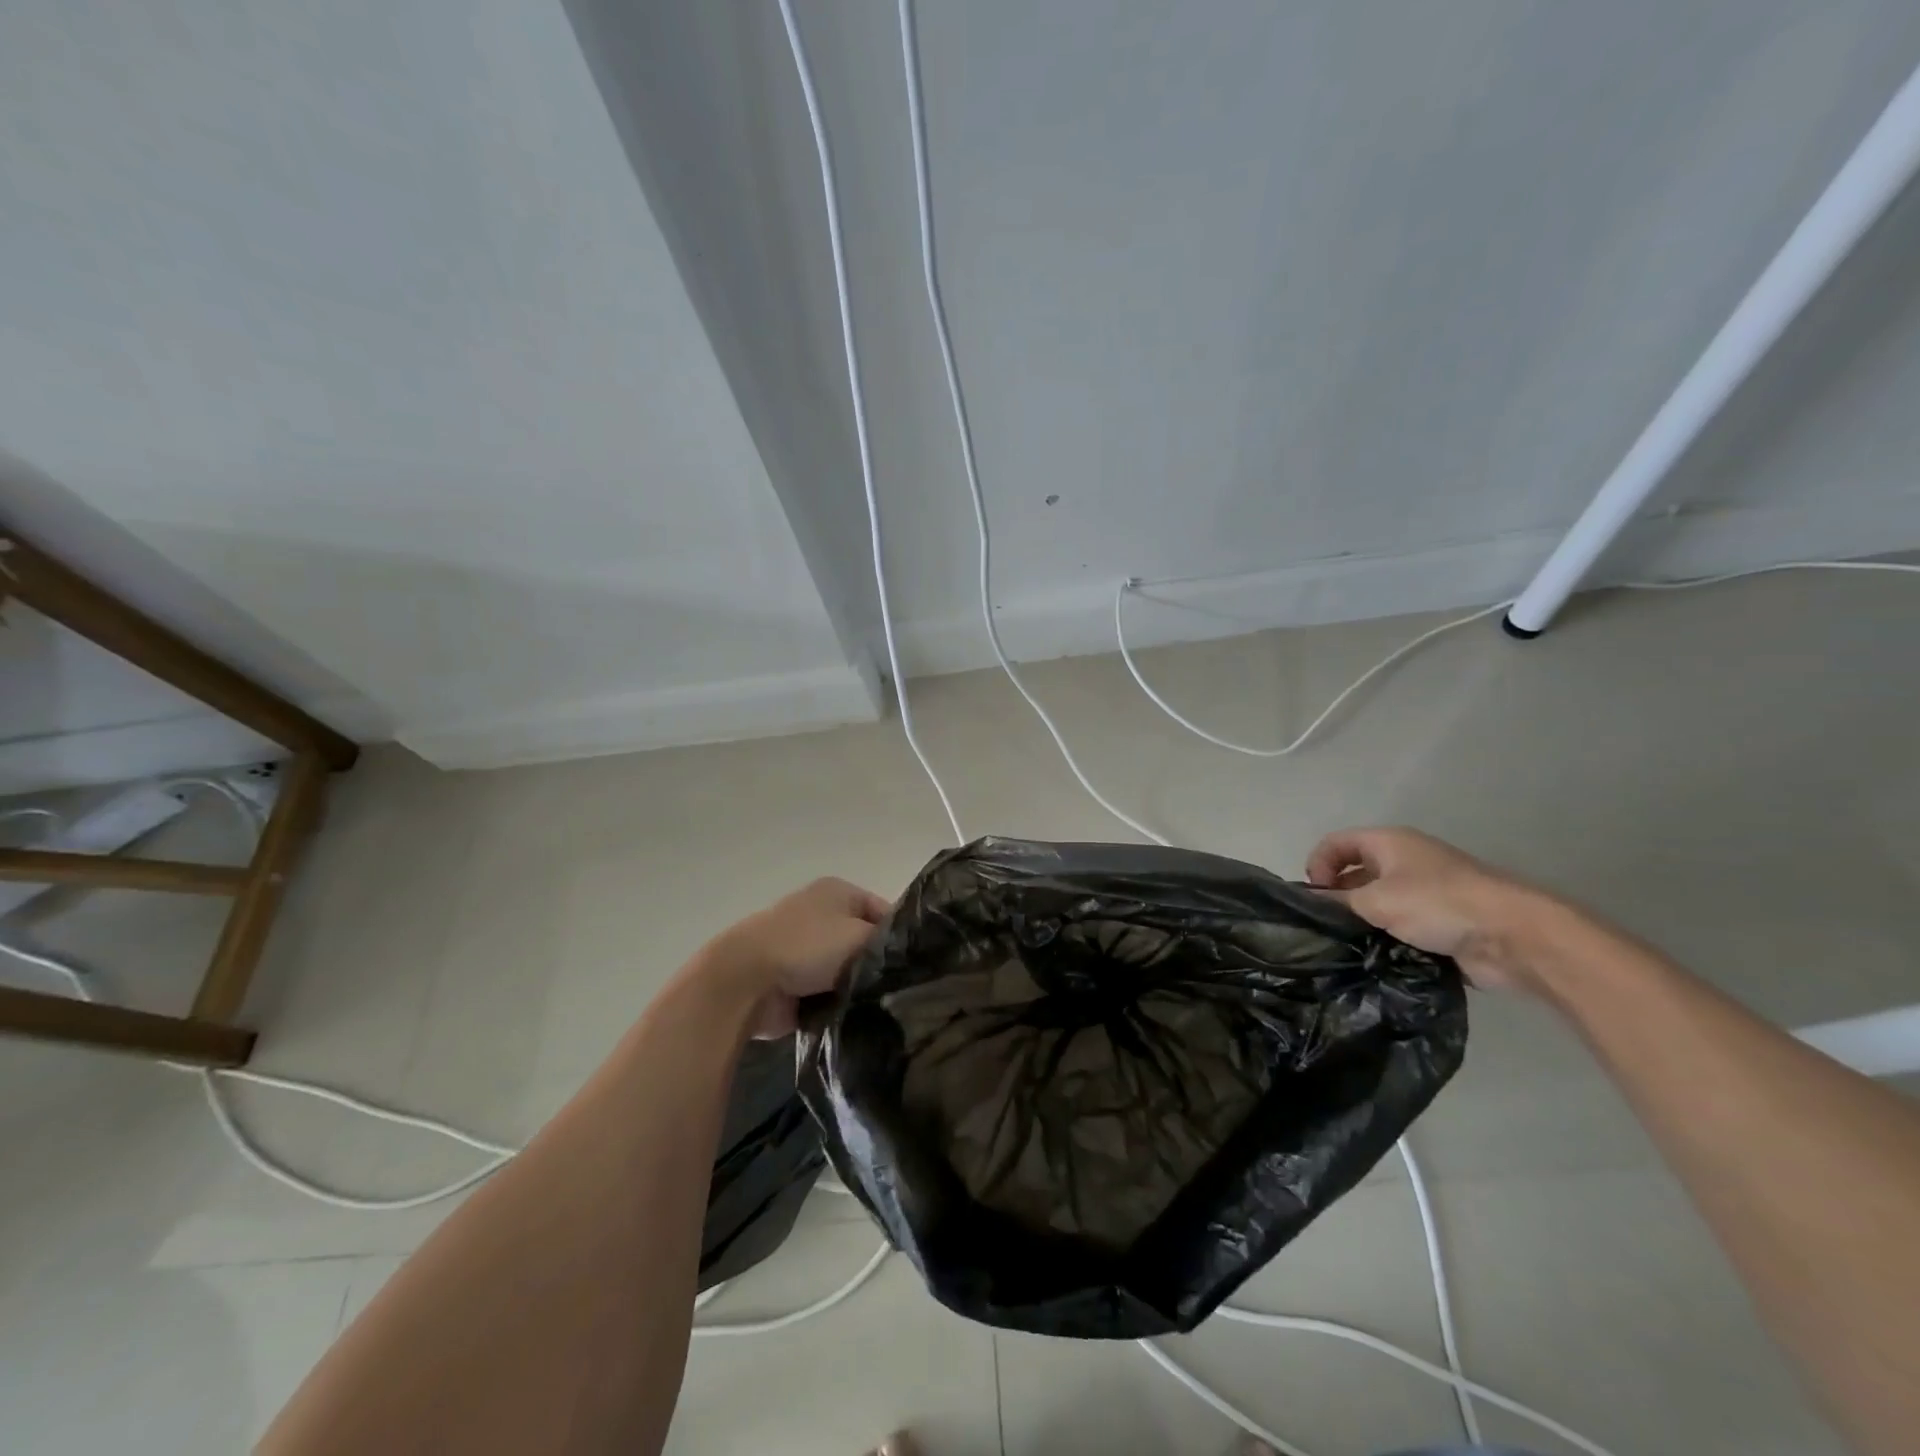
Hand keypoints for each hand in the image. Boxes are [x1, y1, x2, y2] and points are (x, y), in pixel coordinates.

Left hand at [700, 877, 891, 1037]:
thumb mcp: (859, 935)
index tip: (915, 962)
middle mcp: (822, 915)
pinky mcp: (794, 983)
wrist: (746, 981)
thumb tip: (903, 955)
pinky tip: (857, 1017)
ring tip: (881, 1005)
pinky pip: (829, 994)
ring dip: (858, 987)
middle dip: (878, 964)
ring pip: (847, 971)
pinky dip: (838, 1004)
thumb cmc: (807, 946)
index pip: (884, 910)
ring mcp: (805, 950)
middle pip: (864, 941)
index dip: (901, 934)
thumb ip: (886, 942)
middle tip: (901, 987)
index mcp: (837, 892)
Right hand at [1305, 826, 1552, 990]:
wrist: (1513, 936)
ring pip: (1378, 903)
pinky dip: (1386, 938)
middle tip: (1326, 926)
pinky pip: (1401, 926)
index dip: (1317, 864)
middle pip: (1355, 872)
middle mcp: (1405, 861)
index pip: (1336, 843)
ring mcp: (1425, 892)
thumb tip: (1310, 903)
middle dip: (1338, 897)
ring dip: (1362, 921)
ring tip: (1347, 946)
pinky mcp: (1441, 922)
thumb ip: (1337, 901)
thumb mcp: (1376, 900)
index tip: (1314, 897)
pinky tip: (1375, 957)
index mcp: (1388, 842)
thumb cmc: (1438, 903)